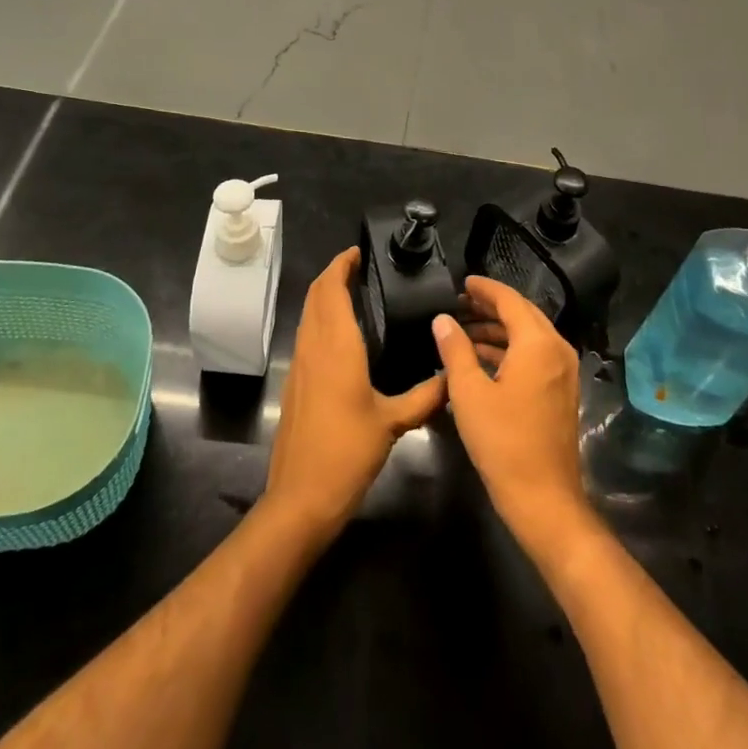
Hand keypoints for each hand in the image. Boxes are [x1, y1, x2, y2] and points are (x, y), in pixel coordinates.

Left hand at [264, 248, 447, 537]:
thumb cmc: (347, 452)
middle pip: (315, 295)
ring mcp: (299, 364)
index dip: (341, 265)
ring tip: (353, 291)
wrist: (301, 496)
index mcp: (336, 346)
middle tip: (360, 267)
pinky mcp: (294, 382)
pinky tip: (341, 333)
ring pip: (308, 314)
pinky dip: (320, 318)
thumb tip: (453, 377)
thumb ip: (425, 397)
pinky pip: (306, 334)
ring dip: (324, 295)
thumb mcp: (393, 423)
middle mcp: (313, 346)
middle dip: (333, 274)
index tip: (358, 251)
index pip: (331, 289)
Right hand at [432, 276, 589, 553]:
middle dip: (491, 306)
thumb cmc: (503, 442)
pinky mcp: (561, 392)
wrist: (544, 499)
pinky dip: (510, 349)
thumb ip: (455, 350)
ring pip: (529, 335)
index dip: (485, 289)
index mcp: (538, 344)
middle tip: (460, 303)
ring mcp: (563, 372)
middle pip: (523, 314)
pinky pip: (535, 355)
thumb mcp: (469, 393)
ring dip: (499, 329)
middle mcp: (557, 350)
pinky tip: (482, 359)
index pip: (510, 301)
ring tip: (464, 330)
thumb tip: (442, 320)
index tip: (462, 283)